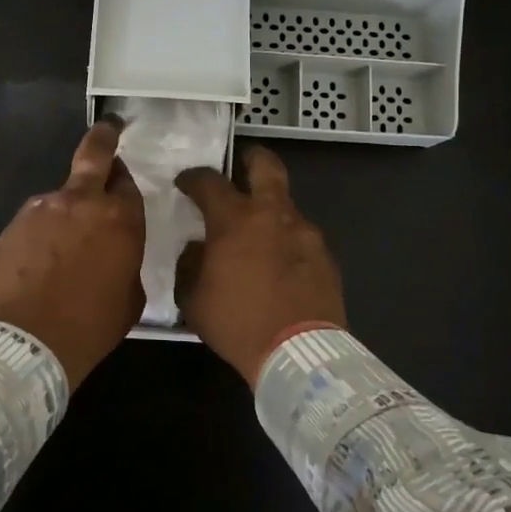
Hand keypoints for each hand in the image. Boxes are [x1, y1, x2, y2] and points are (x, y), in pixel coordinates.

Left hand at [0, 118, 145, 388]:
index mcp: (120, 218)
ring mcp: (43, 208)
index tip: (121, 183)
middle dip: (103, 138)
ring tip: (62, 247)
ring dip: (66, 210)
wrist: (27, 341)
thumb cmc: (91, 325)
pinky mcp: (14, 223)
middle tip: (108, 130)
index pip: (127, 183)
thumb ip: (127, 261)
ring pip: (61, 196)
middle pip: (94, 155)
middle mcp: (82, 202)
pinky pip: (36, 220)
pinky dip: (42, 232)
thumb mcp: (130, 297)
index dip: (124, 182)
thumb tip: (116, 253)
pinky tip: (40, 261)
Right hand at [174, 145, 346, 386]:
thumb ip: (190, 264)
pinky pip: (301, 236)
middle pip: (266, 166)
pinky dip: (287, 241)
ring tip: (259, 235)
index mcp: (235, 220)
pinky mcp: (325, 255)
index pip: (209, 181)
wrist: (299, 353)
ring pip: (286, 204)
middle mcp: (272, 214)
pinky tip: (280, 265)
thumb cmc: (237, 323)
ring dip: (270, 210)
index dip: (193, 177)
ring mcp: (305, 232)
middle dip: (252, 157)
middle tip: (242, 163)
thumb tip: (197, 248)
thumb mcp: (194, 299)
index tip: (185, 183)